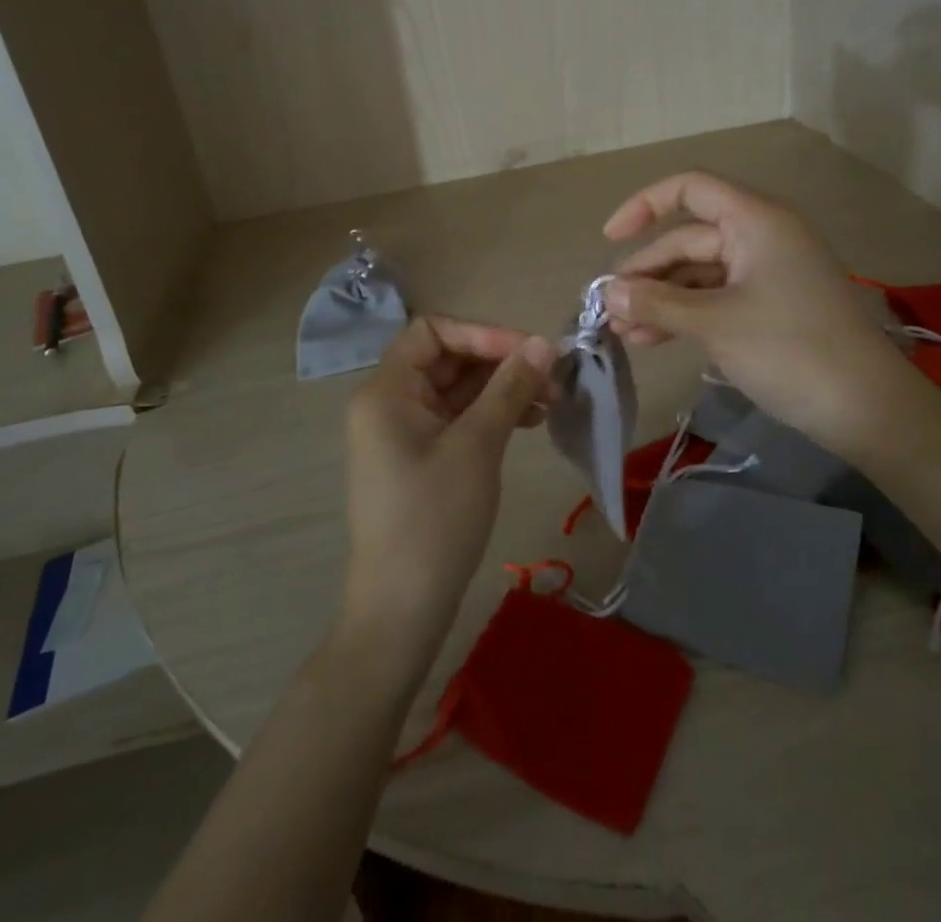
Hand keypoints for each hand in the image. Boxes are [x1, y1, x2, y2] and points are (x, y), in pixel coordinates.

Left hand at [342, 316, 556, 657]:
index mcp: (386, 390)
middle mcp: (389, 402)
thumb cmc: (434, 518)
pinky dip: (492, 414)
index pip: (433, 331)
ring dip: (503, 389)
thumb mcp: (477, 445)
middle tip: (553, 379)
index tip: (531, 351)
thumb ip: (509, 387)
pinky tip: (529, 421)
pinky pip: (458, 418)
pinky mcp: (421, 457)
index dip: (484, 334)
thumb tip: (543, 344)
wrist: (402, 609)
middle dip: (501, 363)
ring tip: (550, 402)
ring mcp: (404, 432)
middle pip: (448, 359)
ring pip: (458, 390)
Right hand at [603, 172, 915, 462]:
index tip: (609, 240)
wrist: (869, 409)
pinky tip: (652, 339)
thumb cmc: (790, 350)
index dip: (644, 206)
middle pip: (688, 239)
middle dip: (646, 272)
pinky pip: (716, 298)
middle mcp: (761, 236)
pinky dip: (685, 315)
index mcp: (755, 220)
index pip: (690, 189)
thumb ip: (657, 302)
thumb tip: (608, 292)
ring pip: (699, 274)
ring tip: (622, 332)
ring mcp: (767, 274)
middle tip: (608, 309)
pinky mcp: (771, 307)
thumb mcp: (715, 323)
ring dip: (660, 299)